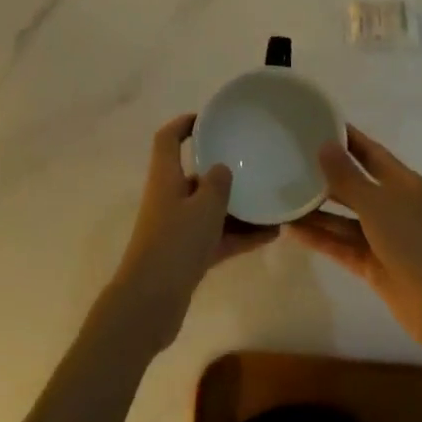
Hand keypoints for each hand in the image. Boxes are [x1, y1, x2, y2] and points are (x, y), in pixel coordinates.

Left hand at [109, 114, 276, 350]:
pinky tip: (271, 235)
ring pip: (210, 209)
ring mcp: (177, 229)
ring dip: (238, 207)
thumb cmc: (174, 244)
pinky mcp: (186, 256)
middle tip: (254, 162)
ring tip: (272, 202)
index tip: (209, 119)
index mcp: (165, 178)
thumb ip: (217, 184)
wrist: (150, 303)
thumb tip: (222, 168)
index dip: (183, 124)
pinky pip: (218, 237)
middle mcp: (169, 199)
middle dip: (222, 169)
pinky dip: (240, 235)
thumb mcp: (203, 207)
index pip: (168, 139)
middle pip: (194, 175)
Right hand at [286, 125, 421, 348]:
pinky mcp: (372, 263)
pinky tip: (291, 230)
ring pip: (343, 218)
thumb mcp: (377, 203)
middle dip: (324, 174)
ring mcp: (382, 236)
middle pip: (353, 184)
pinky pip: (340, 245)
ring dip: (316, 210)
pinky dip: (319, 238)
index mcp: (401, 182)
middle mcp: (391, 205)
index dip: (346, 138)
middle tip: (288, 160)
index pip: (369, 152)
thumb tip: (324, 145)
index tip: (315, 124)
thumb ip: (347, 177)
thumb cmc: (414, 241)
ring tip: (281, 197)